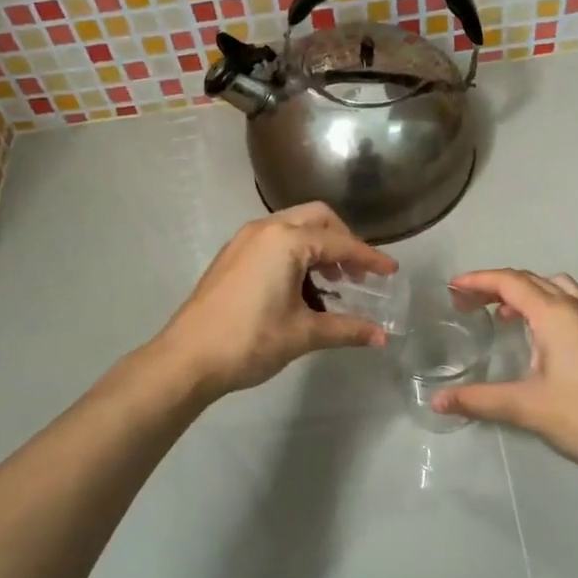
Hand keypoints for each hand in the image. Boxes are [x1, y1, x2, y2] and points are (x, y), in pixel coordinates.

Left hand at [157, 204, 397, 397]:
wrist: (186, 358)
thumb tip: (381, 338)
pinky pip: (274, 241)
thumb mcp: (303, 334)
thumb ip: (346, 330)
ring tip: (333, 285)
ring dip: (318, 248)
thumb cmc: (249, 341)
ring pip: (293, 228)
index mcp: (286, 241)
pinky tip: (302, 289)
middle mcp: (265, 229)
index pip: (339, 243)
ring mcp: (244, 240)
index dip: (369, 258)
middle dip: (343, 242)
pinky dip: (296, 255)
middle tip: (358, 274)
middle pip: (317, 219)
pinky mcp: (232, 256)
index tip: (391, 271)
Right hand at [431, 270, 577, 477]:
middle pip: (531, 280)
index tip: (452, 288)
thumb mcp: (524, 407)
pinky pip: (573, 304)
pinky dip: (548, 306)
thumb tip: (438, 401)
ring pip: (556, 288)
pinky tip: (540, 337)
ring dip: (526, 293)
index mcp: (556, 315)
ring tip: (504, 316)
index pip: (510, 282)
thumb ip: (478, 399)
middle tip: (469, 302)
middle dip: (496, 285)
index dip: (478, 281)